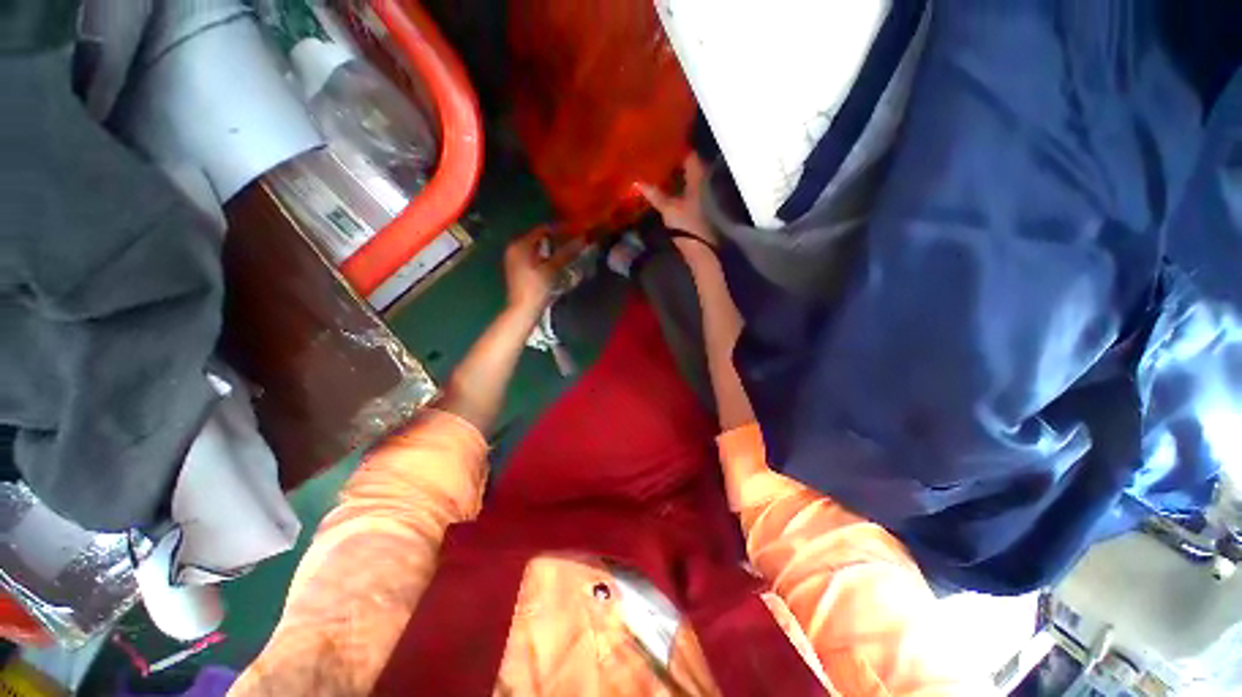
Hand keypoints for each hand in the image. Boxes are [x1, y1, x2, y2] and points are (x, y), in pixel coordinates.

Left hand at [503, 227, 582, 313]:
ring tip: (569, 250)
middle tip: (574, 240)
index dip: (560, 229)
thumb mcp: (552, 269)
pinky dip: (546, 256)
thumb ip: (566, 252)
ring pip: (538, 247)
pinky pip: (535, 255)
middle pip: (539, 237)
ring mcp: (515, 259)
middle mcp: (514, 248)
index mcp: (519, 245)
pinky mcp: (519, 268)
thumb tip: (582, 238)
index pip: (542, 229)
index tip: (576, 231)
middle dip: (557, 238)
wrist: (523, 310)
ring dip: (553, 248)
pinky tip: (558, 260)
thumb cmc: (536, 289)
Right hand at [637, 154, 717, 248]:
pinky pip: (684, 191)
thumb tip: (637, 183)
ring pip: (686, 180)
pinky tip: (664, 189)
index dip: (678, 148)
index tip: (663, 143)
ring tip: (657, 170)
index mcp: (697, 178)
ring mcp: (699, 196)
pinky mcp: (695, 208)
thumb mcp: (668, 207)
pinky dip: (675, 188)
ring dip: (674, 176)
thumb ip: (654, 194)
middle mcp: (701, 183)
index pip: (690, 155)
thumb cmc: (686, 223)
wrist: (698, 247)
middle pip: (688, 167)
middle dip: (674, 162)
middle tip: (657, 156)